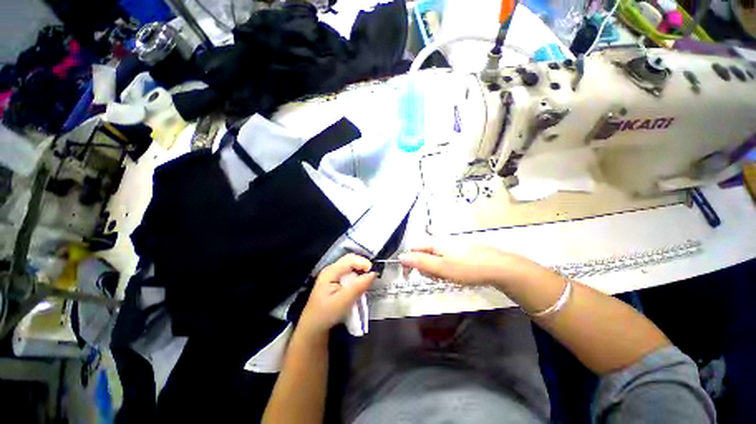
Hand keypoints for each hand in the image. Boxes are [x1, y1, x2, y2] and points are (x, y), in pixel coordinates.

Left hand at [299, 254, 375, 336]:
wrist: (312, 328)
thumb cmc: (326, 315)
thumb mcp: (343, 302)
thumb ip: (358, 287)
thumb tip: (373, 273)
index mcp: (331, 271)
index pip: (351, 259)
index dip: (364, 263)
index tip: (373, 274)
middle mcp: (331, 269)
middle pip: (351, 260)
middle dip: (363, 266)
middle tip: (371, 277)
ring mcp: (332, 275)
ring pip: (351, 266)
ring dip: (360, 271)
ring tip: (367, 282)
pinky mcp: (335, 281)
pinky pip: (349, 273)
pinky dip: (356, 277)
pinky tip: (359, 286)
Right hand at [398, 244, 540, 286]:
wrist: (499, 267)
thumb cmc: (467, 268)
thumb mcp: (441, 268)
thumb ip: (420, 262)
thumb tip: (401, 256)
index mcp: (435, 244)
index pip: (413, 250)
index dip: (408, 262)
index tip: (408, 277)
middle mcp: (442, 243)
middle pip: (424, 255)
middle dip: (425, 269)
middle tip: (436, 278)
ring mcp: (453, 247)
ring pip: (436, 260)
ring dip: (436, 271)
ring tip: (447, 278)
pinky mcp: (462, 253)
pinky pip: (447, 261)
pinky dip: (446, 270)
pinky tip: (456, 276)